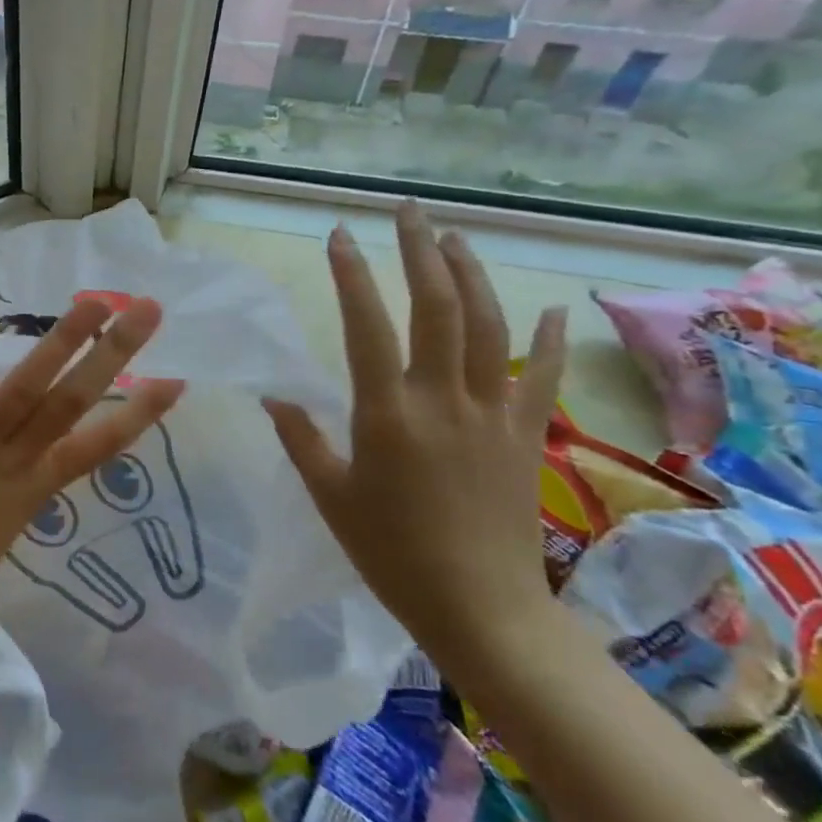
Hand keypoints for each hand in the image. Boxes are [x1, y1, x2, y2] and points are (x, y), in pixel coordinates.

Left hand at [0, 297, 184, 639]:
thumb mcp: (1, 532)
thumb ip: (19, 490)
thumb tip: (35, 463)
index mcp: (34, 491)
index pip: (99, 446)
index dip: (139, 414)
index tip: (174, 380)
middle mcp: (13, 464)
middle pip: (71, 402)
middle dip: (112, 356)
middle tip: (147, 310)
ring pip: (24, 391)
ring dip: (59, 344)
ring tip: (93, 304)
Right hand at [263, 203, 566, 662]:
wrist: (481, 610)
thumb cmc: (390, 553)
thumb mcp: (330, 495)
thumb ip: (301, 438)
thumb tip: (274, 395)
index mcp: (387, 413)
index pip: (367, 324)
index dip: (352, 275)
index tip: (340, 235)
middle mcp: (441, 399)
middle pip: (437, 307)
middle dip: (419, 252)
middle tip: (407, 211)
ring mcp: (491, 413)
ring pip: (488, 326)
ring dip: (471, 275)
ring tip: (454, 238)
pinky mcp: (524, 435)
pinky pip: (539, 375)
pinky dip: (545, 337)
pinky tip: (547, 305)